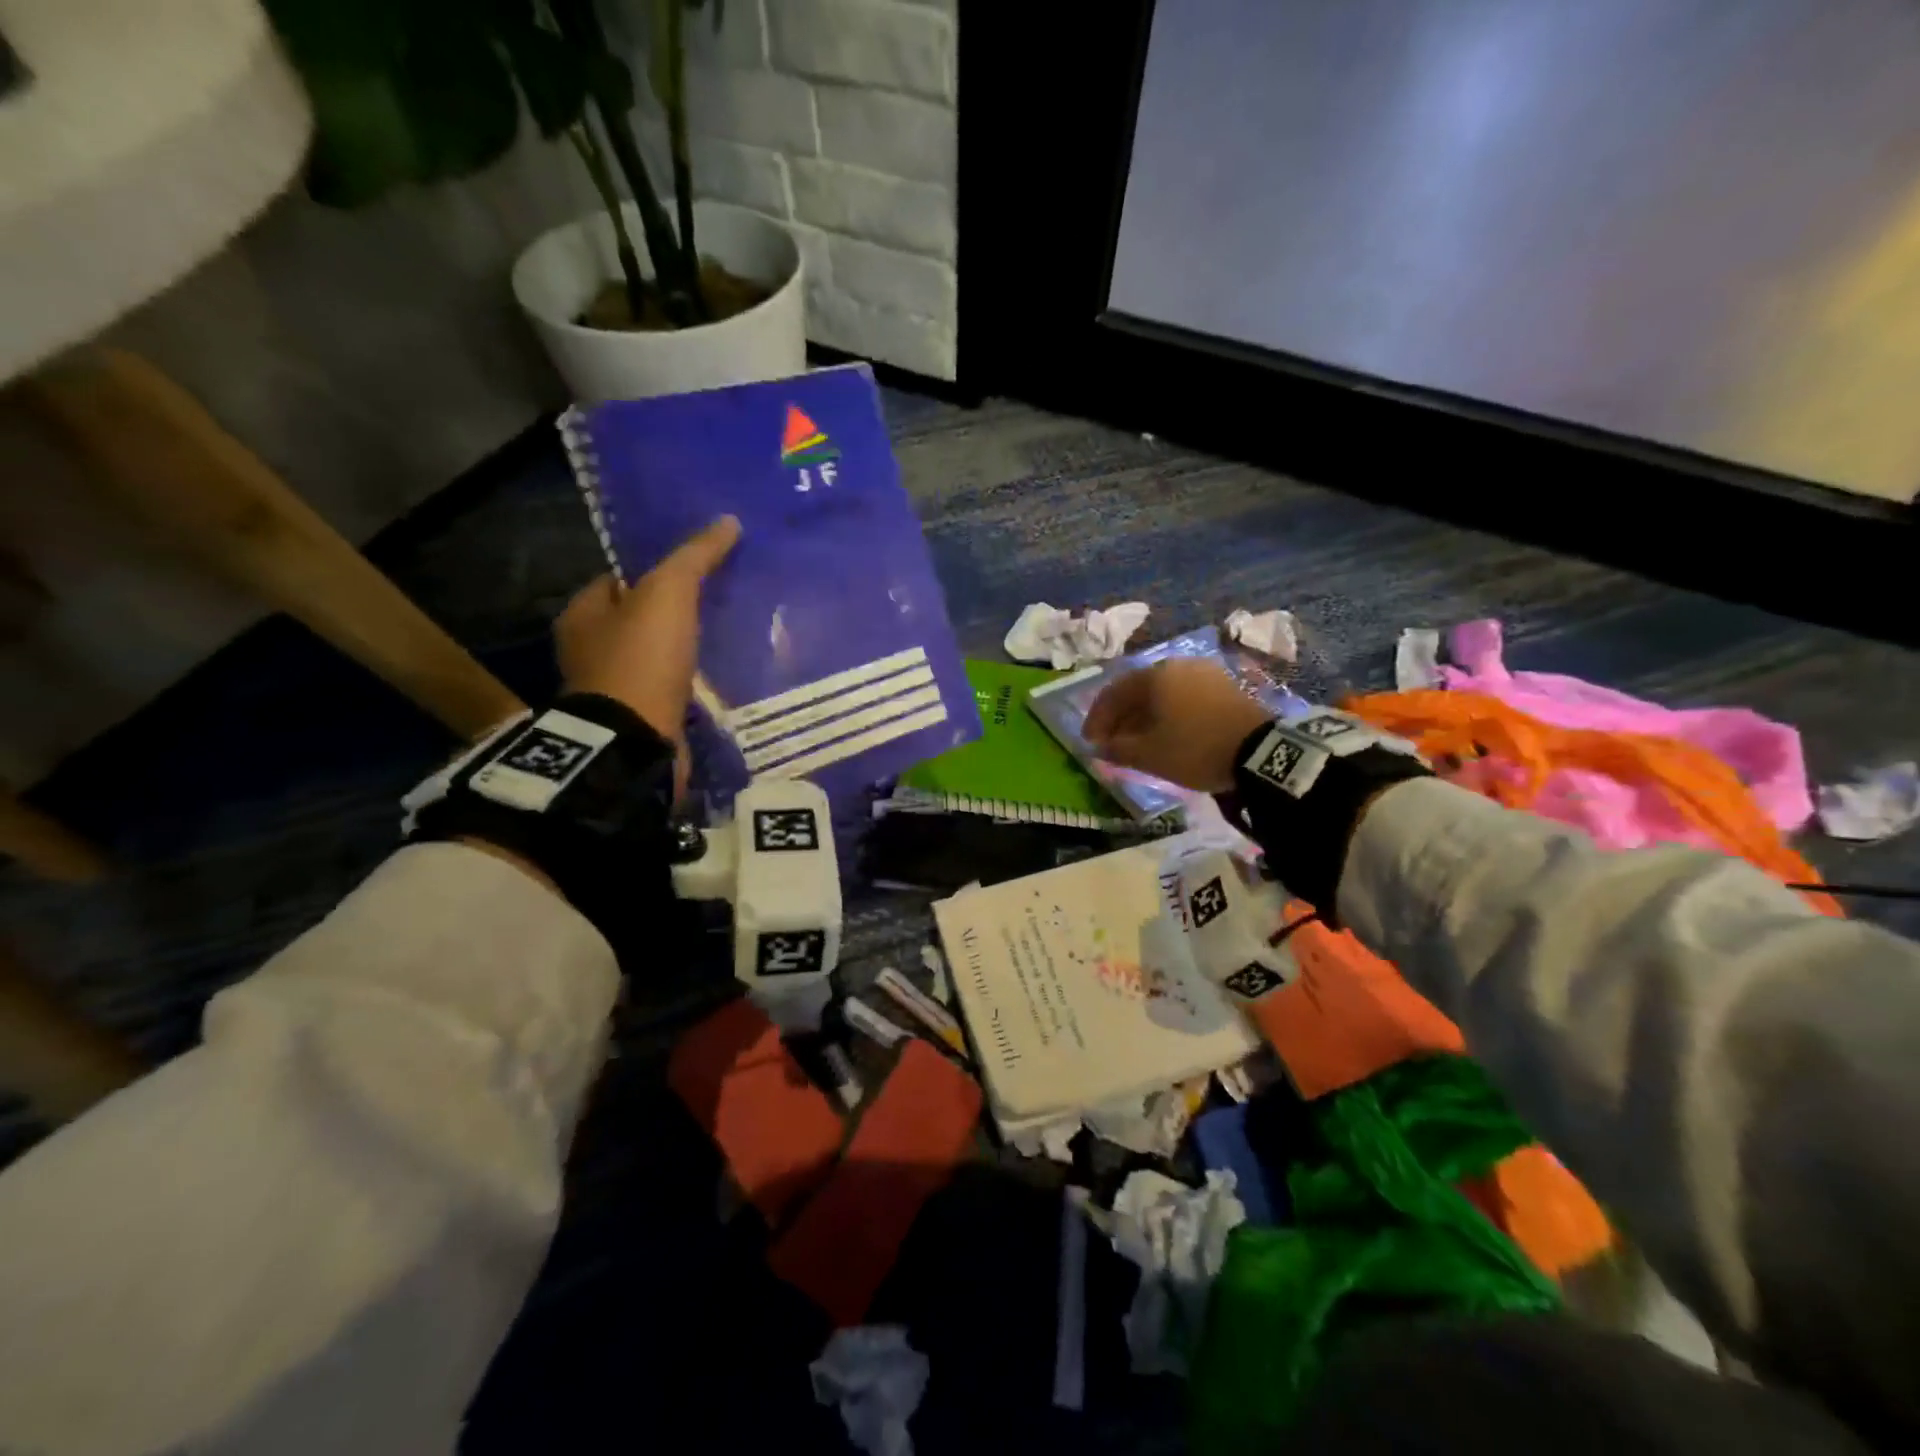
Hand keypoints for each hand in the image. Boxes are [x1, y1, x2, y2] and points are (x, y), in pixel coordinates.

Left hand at [556, 515, 740, 786]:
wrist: (636, 740)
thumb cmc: (642, 659)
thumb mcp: (669, 594)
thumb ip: (695, 557)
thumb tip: (728, 522)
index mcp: (581, 614)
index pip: (618, 579)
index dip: (654, 571)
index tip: (695, 570)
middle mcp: (588, 649)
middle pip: (637, 618)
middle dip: (672, 612)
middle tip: (718, 602)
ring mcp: (612, 688)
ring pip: (654, 655)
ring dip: (682, 649)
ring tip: (725, 638)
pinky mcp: (637, 719)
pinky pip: (666, 688)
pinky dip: (688, 682)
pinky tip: (717, 677)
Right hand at [1083, 659, 1271, 792]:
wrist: (1260, 752)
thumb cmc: (1194, 748)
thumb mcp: (1149, 755)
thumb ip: (1117, 749)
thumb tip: (1099, 748)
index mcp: (1154, 676)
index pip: (1113, 693)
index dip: (1097, 718)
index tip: (1090, 742)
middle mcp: (1177, 665)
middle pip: (1137, 689)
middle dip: (1120, 717)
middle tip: (1111, 741)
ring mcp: (1204, 673)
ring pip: (1161, 692)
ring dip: (1143, 715)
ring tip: (1137, 740)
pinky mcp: (1224, 686)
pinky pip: (1183, 696)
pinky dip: (1167, 713)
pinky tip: (1167, 732)